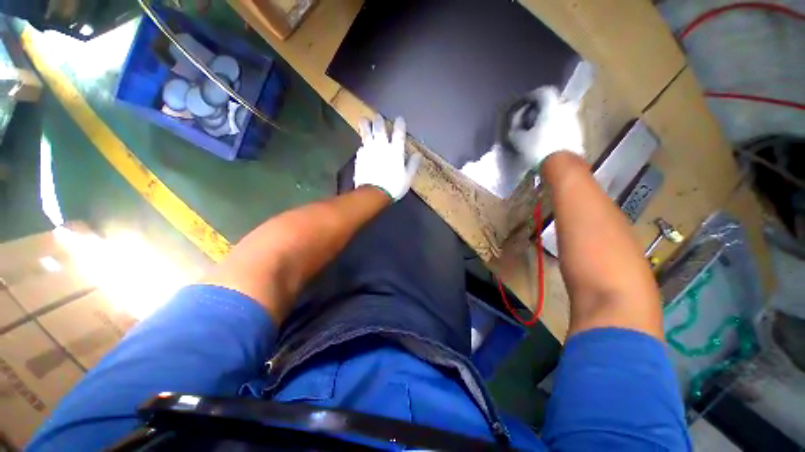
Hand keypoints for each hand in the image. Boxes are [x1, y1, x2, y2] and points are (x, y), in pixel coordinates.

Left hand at [354, 115, 421, 201]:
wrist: (373, 194)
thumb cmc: (394, 187)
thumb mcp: (408, 178)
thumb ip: (413, 165)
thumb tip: (418, 155)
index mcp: (396, 151)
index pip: (399, 134)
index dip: (400, 125)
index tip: (399, 118)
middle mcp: (382, 147)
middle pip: (380, 129)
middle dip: (379, 121)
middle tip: (377, 116)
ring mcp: (369, 151)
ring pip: (366, 134)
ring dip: (365, 126)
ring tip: (363, 120)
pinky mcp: (360, 158)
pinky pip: (361, 148)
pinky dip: (362, 145)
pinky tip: (362, 145)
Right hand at [508, 87, 583, 170]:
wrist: (561, 164)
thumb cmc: (538, 148)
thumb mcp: (518, 140)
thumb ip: (515, 130)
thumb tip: (514, 126)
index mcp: (551, 105)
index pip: (542, 91)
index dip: (531, 96)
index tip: (524, 103)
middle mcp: (565, 108)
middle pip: (554, 102)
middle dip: (544, 107)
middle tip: (533, 116)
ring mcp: (574, 120)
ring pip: (561, 113)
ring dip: (552, 118)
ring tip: (541, 129)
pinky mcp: (578, 133)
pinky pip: (566, 125)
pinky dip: (557, 127)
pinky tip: (549, 137)